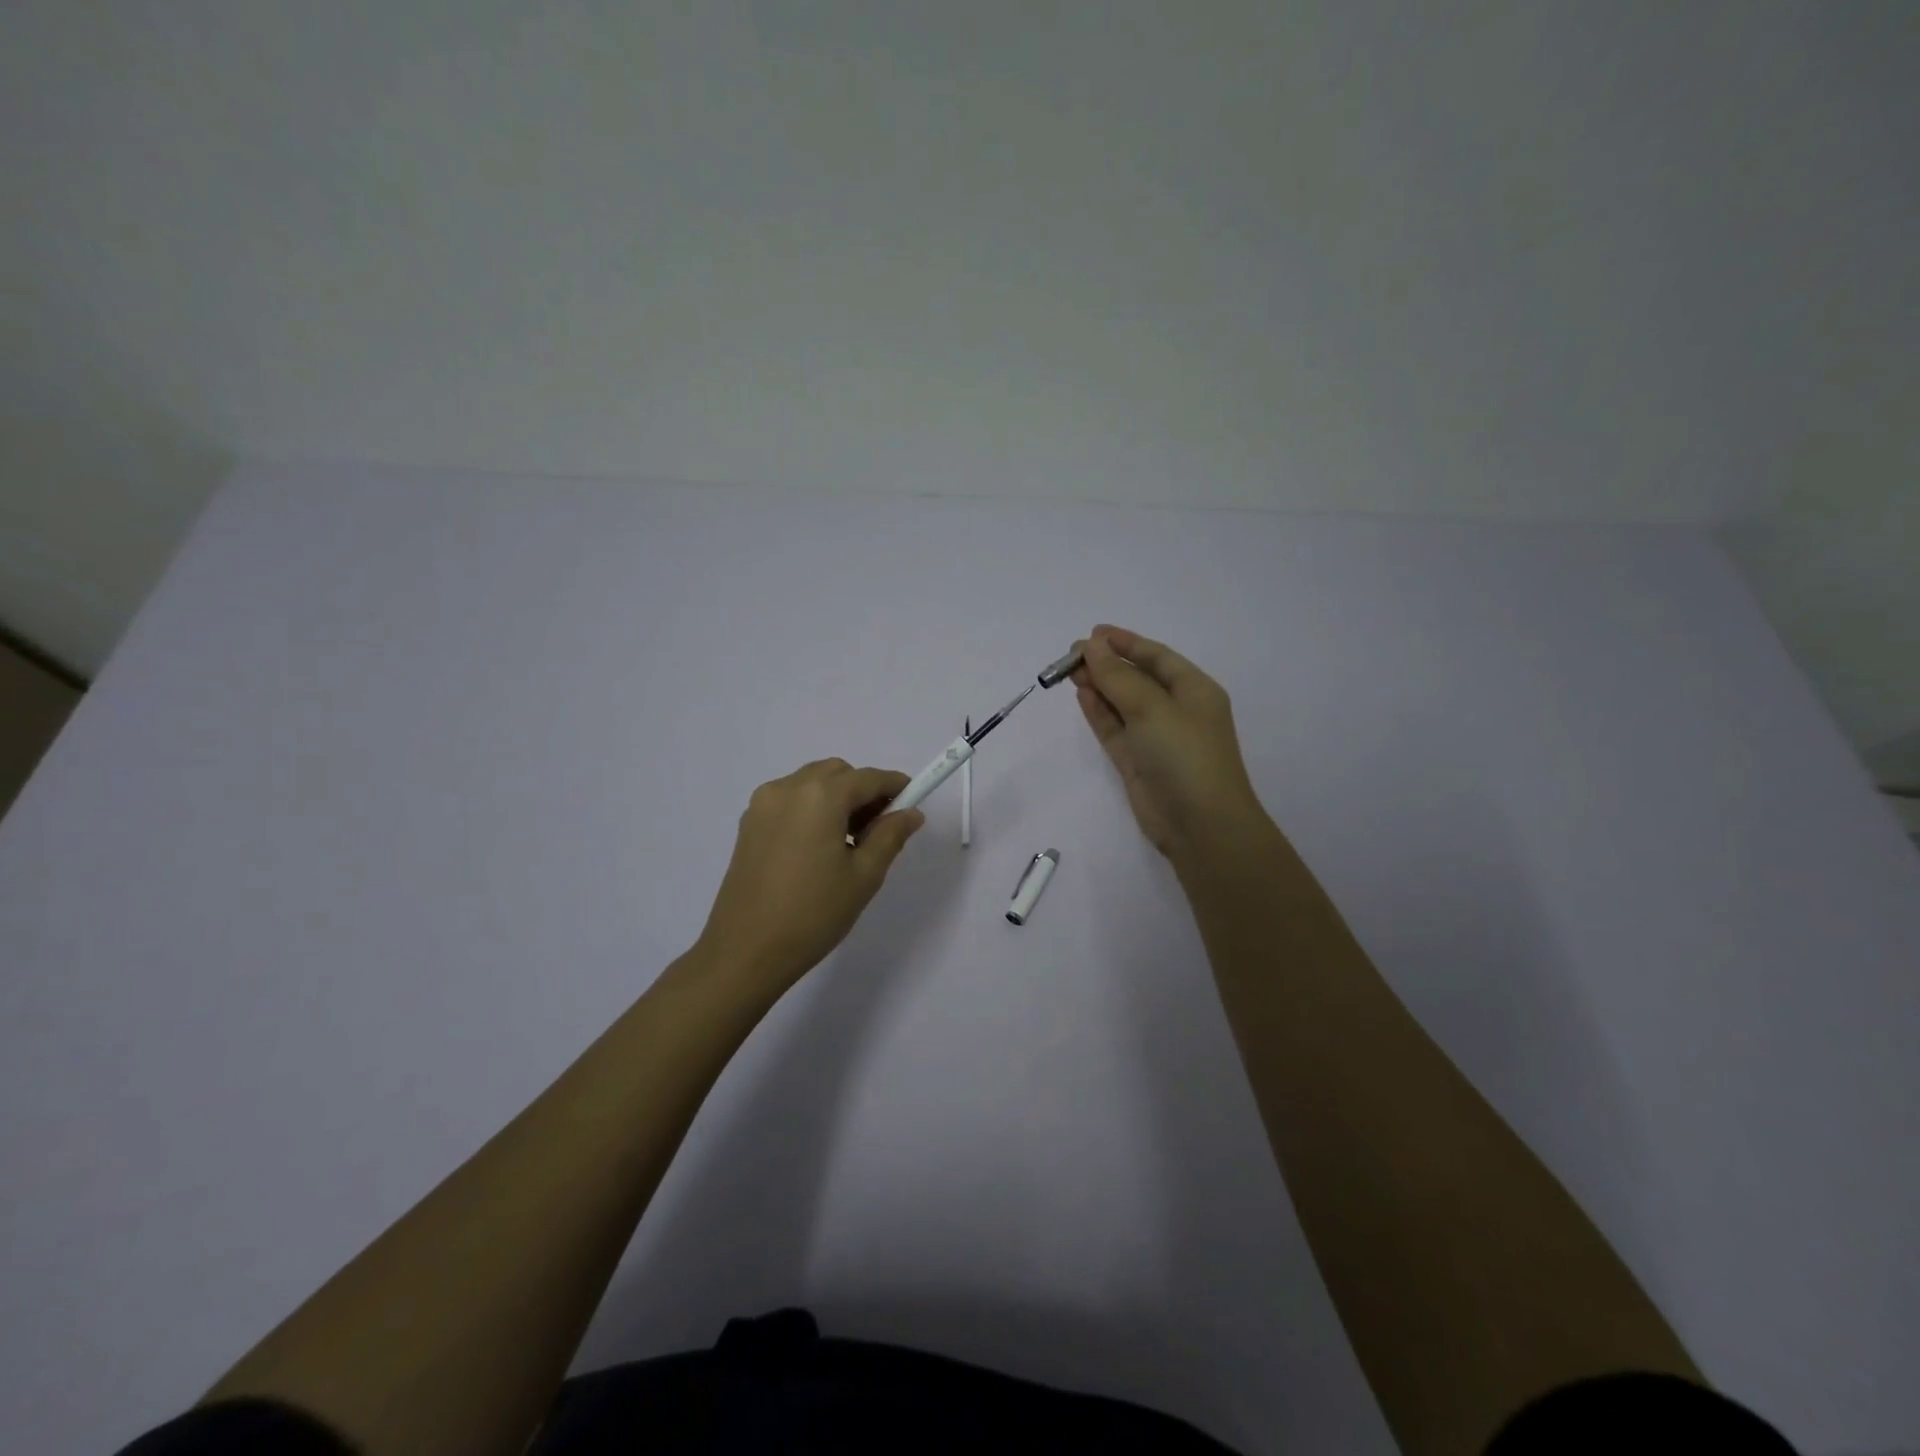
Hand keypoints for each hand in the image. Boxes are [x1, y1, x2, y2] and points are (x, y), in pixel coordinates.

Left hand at [696, 759, 924, 993]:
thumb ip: (890, 835)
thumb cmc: (813, 914)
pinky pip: (790, 799)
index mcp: (820, 797)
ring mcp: (763, 804)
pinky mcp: (748, 823)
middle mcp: (788, 788)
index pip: (868, 778)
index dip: (895, 786)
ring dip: (836, 798)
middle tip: (879, 829)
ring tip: (848, 842)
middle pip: (837, 773)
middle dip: (863, 791)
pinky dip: (811, 808)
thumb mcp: (864, 876)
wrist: (745, 952)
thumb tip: (911, 813)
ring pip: (811, 783)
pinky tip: (818, 847)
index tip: (913, 802)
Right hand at [1073, 625, 1272, 861]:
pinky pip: (1115, 728)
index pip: (1157, 657)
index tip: (1093, 633)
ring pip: (1122, 703)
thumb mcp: (1152, 708)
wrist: (1200, 825)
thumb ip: (1118, 676)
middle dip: (1107, 664)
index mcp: (1194, 690)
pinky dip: (1099, 712)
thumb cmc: (1184, 755)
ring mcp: (1155, 737)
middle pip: (1137, 678)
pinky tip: (1081, 695)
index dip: (1126, 642)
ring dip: (1099, 686)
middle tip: (1071, 654)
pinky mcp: (1137, 761)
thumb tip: (1091, 646)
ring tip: (1069, 671)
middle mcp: (1176, 710)